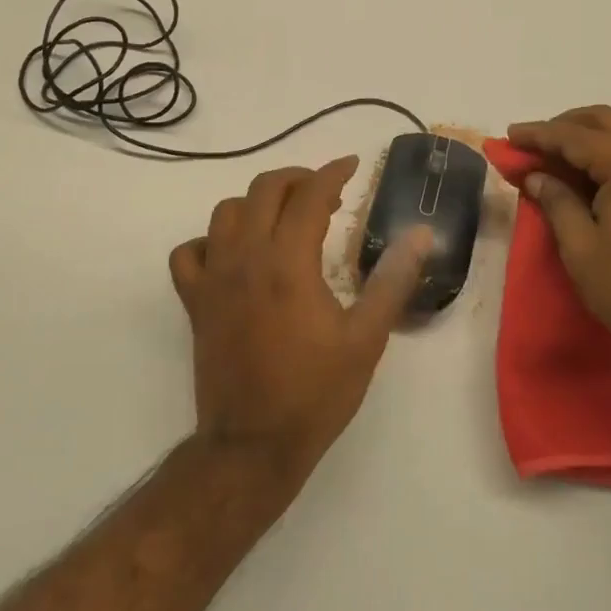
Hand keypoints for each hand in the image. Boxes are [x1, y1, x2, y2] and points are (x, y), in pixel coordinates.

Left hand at [170, 157, 432, 484]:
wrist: (253, 446)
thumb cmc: (316, 392)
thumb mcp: (366, 338)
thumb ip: (393, 280)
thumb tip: (420, 233)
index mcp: (288, 263)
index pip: (309, 195)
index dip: (333, 172)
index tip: (352, 165)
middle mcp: (245, 259)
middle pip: (264, 190)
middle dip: (297, 178)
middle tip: (325, 192)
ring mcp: (213, 279)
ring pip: (226, 212)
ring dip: (258, 203)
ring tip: (285, 217)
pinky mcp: (195, 302)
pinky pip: (190, 252)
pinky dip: (212, 241)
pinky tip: (235, 254)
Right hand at [506, 106, 610, 362]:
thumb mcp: (581, 247)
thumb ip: (556, 202)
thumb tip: (536, 176)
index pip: (574, 137)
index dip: (538, 135)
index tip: (508, 135)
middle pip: (602, 121)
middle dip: (563, 126)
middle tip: (530, 144)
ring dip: (583, 138)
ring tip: (550, 158)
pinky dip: (603, 154)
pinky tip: (581, 175)